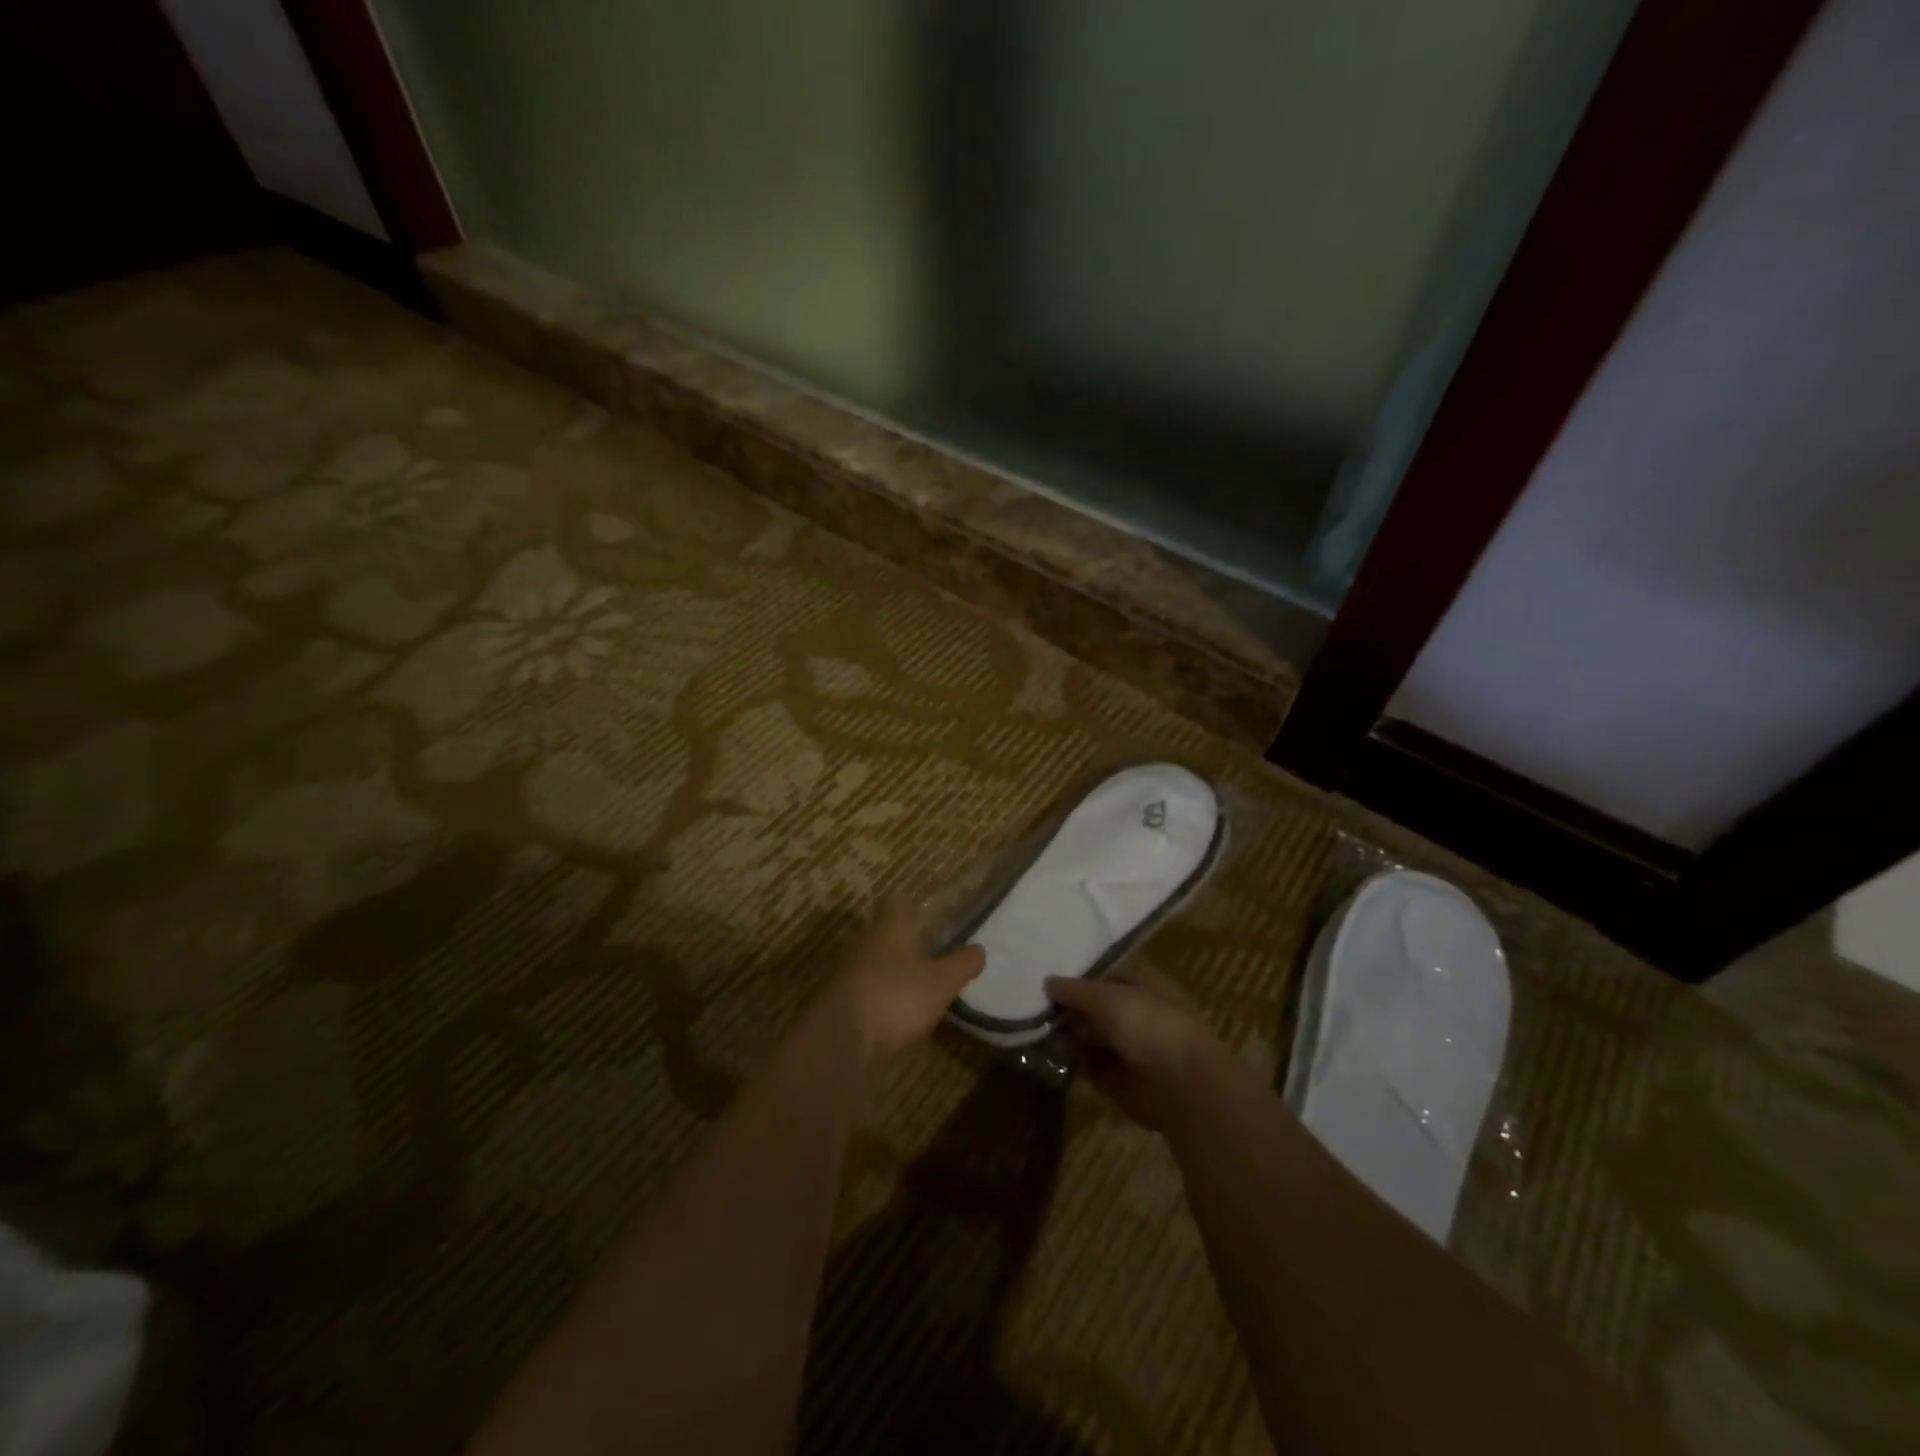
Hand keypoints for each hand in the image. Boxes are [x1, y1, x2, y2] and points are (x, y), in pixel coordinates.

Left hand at [825, 896, 984, 1067]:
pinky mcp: (838, 999)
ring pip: (871, 959)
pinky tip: (894, 1013)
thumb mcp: (941, 983)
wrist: (841, 1040)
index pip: (895, 902)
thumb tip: (979, 949)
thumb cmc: (896, 998)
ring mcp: (847, 971)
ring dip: (889, 969)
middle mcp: (865, 941)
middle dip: (902, 940)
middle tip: (928, 953)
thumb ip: (962, 964)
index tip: (926, 918)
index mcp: (890, 928)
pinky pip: (863, 987)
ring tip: (914, 986)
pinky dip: (877, 994)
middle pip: (882, 931)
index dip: (910, 906)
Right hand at [1046, 971, 1228, 1128]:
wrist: (1179, 1084)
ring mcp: (1131, 1047)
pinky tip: (1054, 1053)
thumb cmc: (1147, 1024)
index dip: (1080, 976)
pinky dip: (1077, 1061)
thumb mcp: (1104, 997)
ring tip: (1040, 1028)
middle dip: (1071, 1008)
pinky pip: (1093, 1065)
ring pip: (1093, 1036)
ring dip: (1071, 1034)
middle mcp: (1137, 1013)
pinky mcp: (1123, 1079)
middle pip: (1097, 1007)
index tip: (1050, 977)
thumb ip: (1074, 990)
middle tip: (1039, 1006)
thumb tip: (1048, 982)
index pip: (1107, 974)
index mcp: (1143, 984)